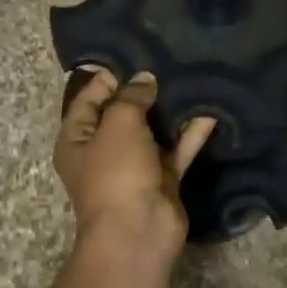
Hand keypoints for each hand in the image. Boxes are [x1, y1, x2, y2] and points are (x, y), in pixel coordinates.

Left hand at [56, 70, 216, 262]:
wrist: (138, 232)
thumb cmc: (116, 173)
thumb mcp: (118, 125)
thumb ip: (131, 98)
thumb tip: (145, 79)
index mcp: (77, 139)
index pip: (88, 100)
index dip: (107, 78)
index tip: (133, 55)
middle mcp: (103, 151)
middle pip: (123, 114)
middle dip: (143, 91)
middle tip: (168, 61)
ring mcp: (135, 167)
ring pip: (153, 132)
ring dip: (170, 110)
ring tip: (190, 78)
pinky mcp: (163, 179)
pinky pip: (177, 150)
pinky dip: (191, 133)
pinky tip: (209, 110)